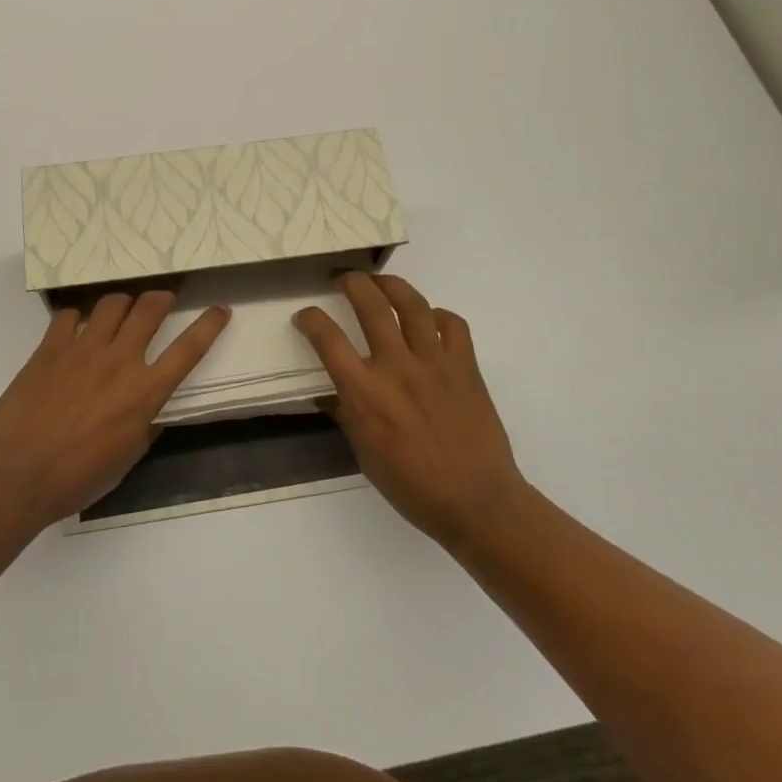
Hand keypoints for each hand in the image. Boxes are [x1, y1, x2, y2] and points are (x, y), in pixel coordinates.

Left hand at [0, 291, 230, 531]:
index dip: (209, 325)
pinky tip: (75, 329)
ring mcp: (83, 349)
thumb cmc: (78, 478)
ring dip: (123, 302)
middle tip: (163, 300)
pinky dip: (78, 317)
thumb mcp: (127, 457)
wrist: (18, 475)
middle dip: (162, 297)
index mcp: (144, 392)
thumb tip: (155, 408)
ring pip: (113, 302)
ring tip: (120, 311)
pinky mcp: (50, 347)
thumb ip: (147, 424)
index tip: (220, 309)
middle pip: (150, 308)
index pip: (188, 349)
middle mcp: (120, 361)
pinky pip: (69, 315)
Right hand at [294, 273, 526, 549]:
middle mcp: (397, 368)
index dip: (310, 319)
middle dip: (352, 283)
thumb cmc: (413, 486)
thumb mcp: (365, 454)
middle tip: (344, 279)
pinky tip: (430, 320)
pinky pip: (452, 324)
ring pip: (412, 304)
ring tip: (381, 283)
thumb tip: (331, 392)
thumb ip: (347, 414)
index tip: (305, 316)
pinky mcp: (465, 366)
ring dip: (392, 285)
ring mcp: (434, 363)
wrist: (477, 501)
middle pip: (370, 305)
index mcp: (365, 393)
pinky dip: (439, 315)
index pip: (328, 339)